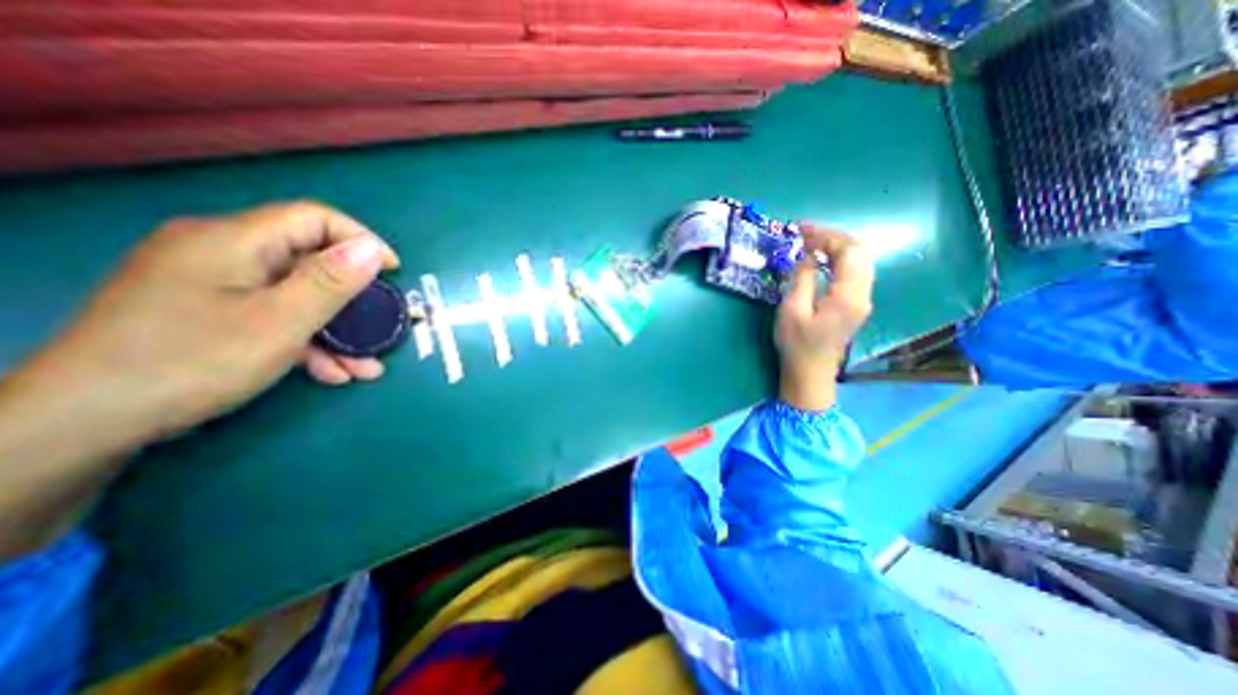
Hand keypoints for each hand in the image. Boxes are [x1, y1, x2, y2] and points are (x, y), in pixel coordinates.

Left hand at [11, 198, 400, 445]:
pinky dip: (305, 339)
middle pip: (308, 261)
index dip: (362, 241)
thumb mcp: (279, 321)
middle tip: (380, 328)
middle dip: (353, 299)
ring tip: (362, 366)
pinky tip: (328, 371)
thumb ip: (330, 282)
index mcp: (234, 241)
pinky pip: (272, 314)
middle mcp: (221, 252)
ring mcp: (212, 283)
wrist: (85, 421)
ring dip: (335, 329)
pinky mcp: (207, 310)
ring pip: (294, 294)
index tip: (393, 273)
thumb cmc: (193, 361)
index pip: (314, 219)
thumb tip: (371, 250)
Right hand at [777, 228, 872, 410]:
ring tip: (810, 243)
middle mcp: (863, 294)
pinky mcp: (856, 304)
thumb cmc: (796, 344)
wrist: (810, 372)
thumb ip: (801, 278)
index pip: (848, 252)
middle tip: (804, 234)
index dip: (826, 235)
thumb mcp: (792, 310)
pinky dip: (838, 259)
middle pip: (859, 252)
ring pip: (859, 260)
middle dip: (832, 237)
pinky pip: (854, 271)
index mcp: (847, 296)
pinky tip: (819, 260)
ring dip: (836, 247)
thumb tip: (805, 255)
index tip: (800, 230)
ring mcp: (862, 299)